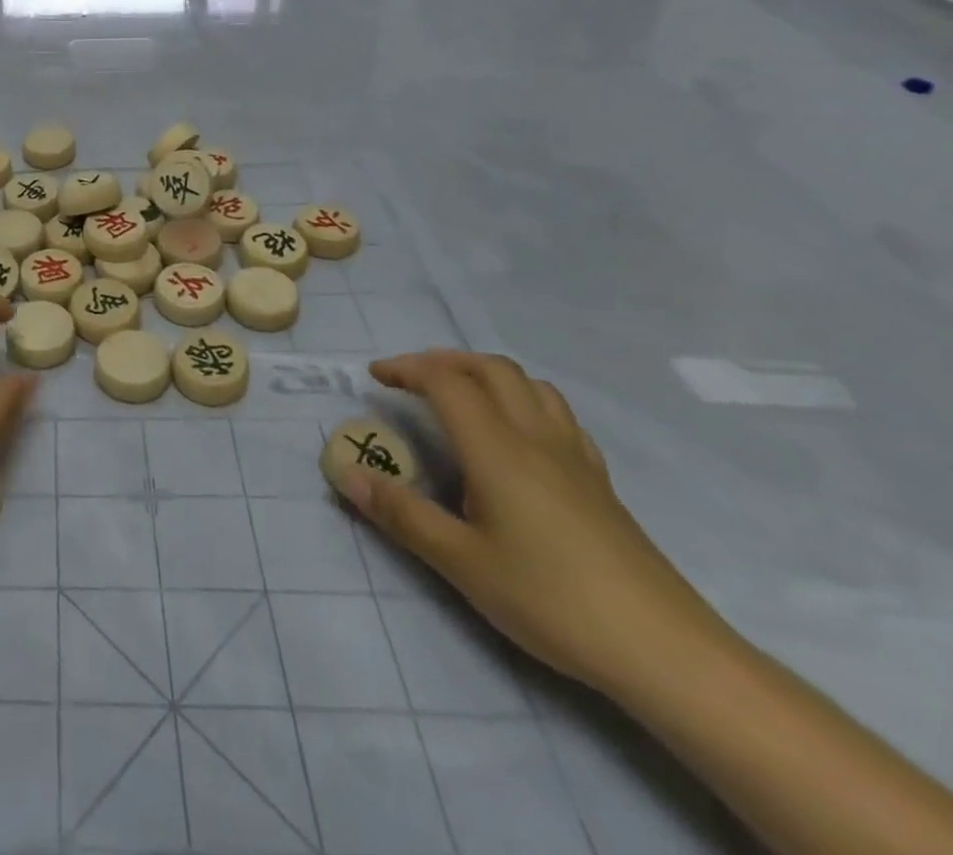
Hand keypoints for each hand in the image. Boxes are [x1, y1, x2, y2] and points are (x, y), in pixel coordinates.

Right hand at [337, 349, 725, 694]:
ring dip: (485, 374)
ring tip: (459, 395)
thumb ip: (400, 513)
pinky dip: (523, 400)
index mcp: (497, 449)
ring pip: (529, 385)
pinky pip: (557, 414)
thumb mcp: (461, 563)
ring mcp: (574, 458)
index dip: (406, 368)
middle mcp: (535, 438)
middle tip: (410, 378)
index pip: (446, 382)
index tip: (375, 377)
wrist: (668, 652)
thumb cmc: (552, 601)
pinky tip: (515, 434)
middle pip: (490, 369)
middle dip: (444, 361)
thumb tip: (345, 473)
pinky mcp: (599, 482)